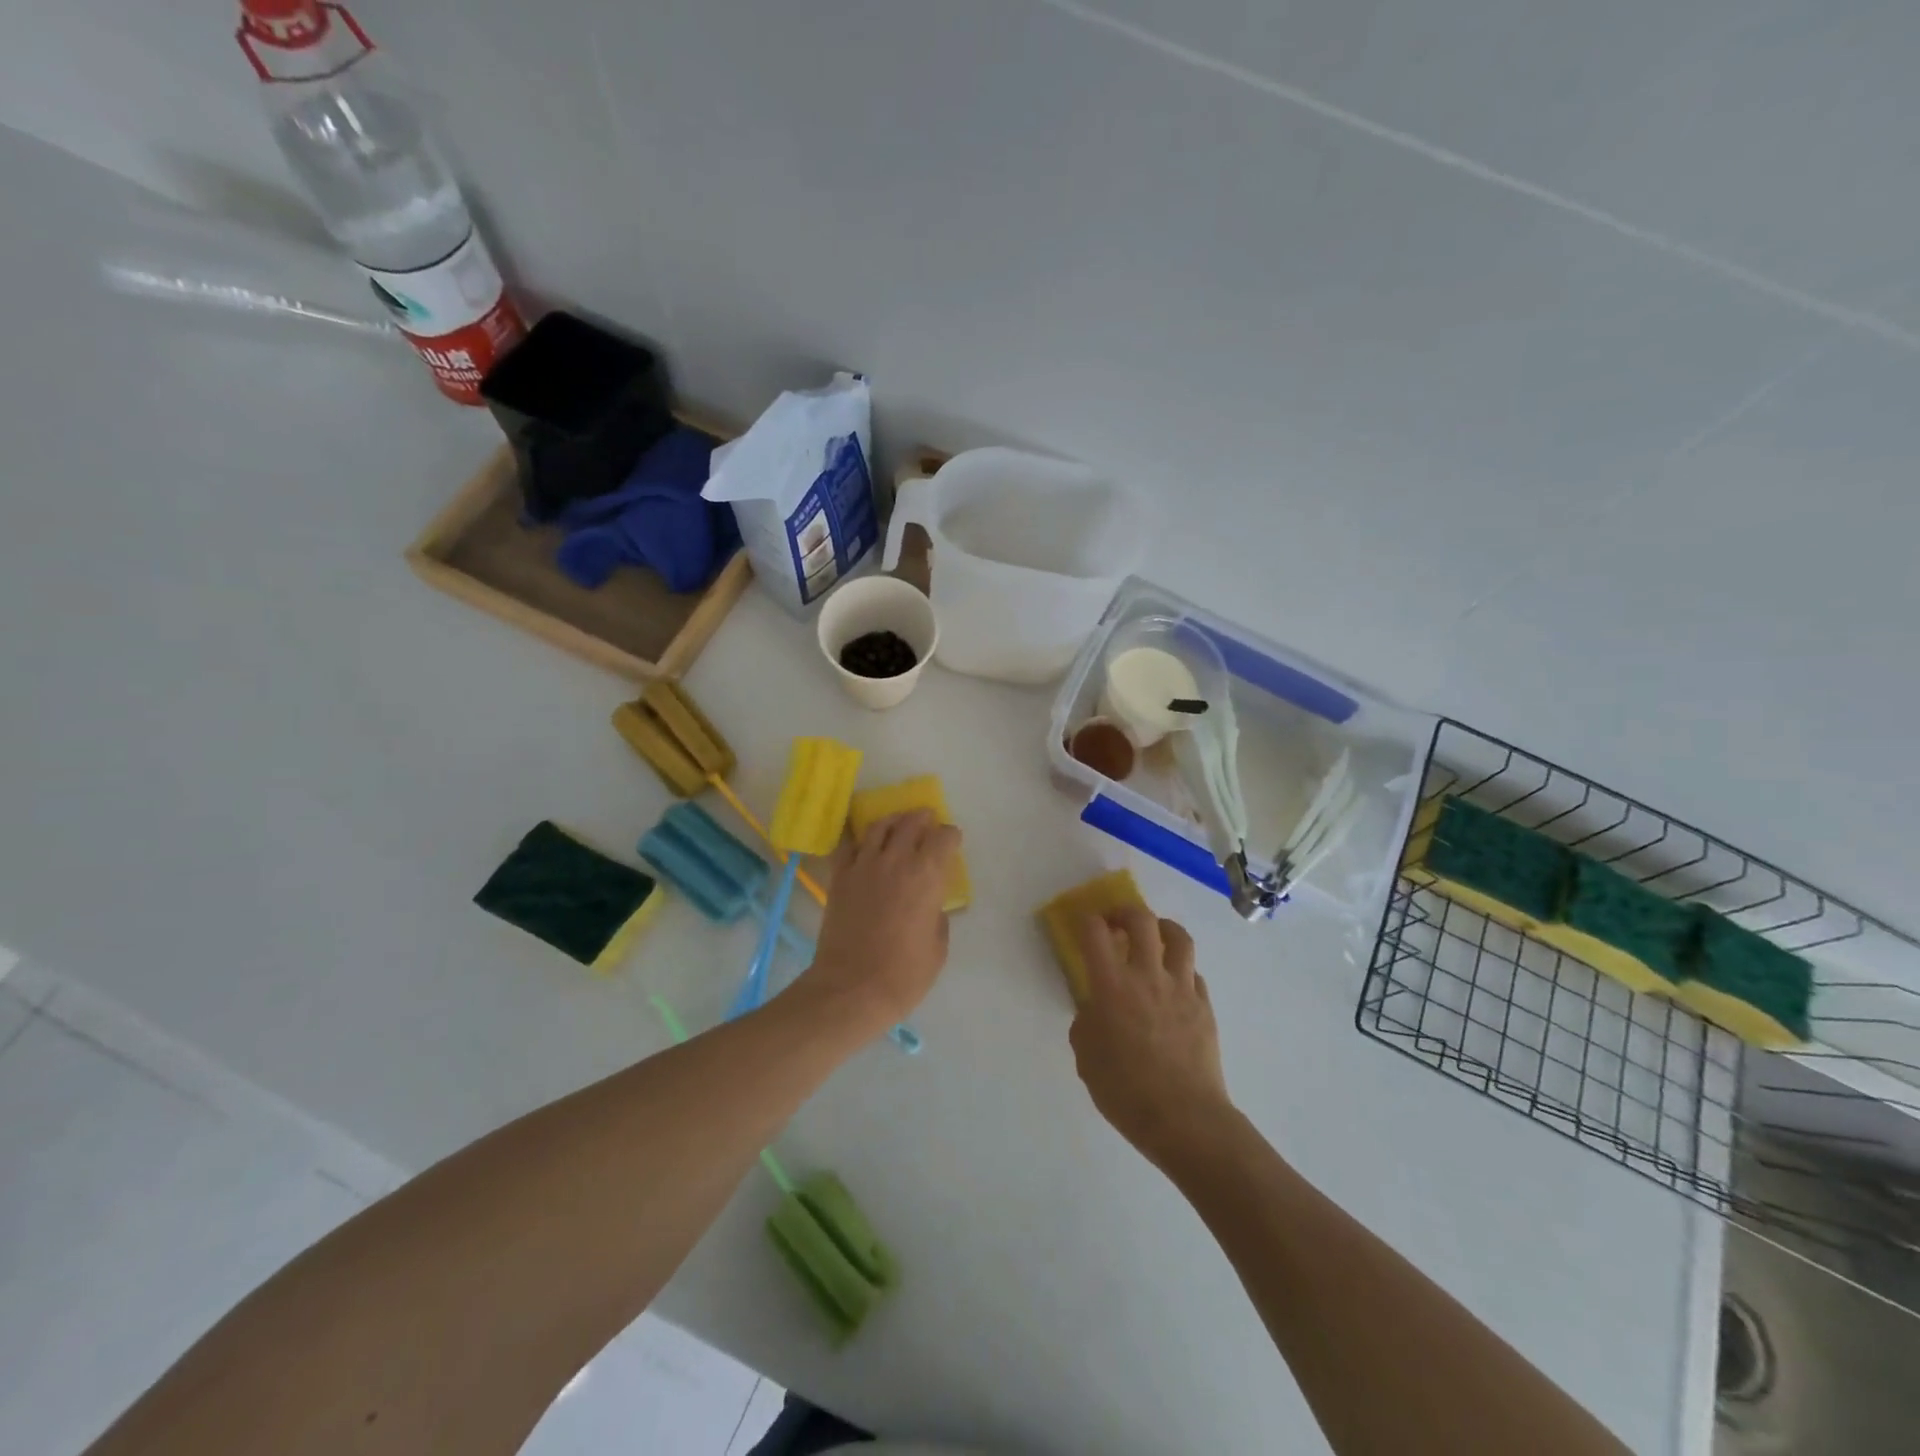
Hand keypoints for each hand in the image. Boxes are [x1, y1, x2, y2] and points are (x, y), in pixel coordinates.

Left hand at [800, 809, 960, 1033]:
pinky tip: (862, 841)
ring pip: (879, 826)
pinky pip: (848, 845)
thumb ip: (937, 917)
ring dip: (893, 821)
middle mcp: (897, 860)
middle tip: (927, 821)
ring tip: (898, 823)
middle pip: (911, 823)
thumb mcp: (938, 947)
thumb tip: (931, 905)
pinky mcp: (840, 876)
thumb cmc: (904, 974)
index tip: (952, 841)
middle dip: (923, 818)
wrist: (852, 988)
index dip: (951, 836)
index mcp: (927, 876)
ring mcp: (864, 865)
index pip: (944, 837)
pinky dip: (857, 838)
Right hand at [1070, 909, 1233, 1167]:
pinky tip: (1174, 984)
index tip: (1083, 925)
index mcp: (1112, 986)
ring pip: (1178, 937)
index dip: (1086, 921)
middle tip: (1116, 921)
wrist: (1185, 1119)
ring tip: (1154, 935)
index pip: (1094, 932)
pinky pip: (1194, 974)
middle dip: (1125, 911)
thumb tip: (1095, 1012)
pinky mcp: (1205, 1006)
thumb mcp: (1087, 1058)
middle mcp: (1147, 976)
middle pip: (1141, 920)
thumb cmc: (1126, 1091)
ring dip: (1162, 928)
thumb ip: (1086, 1025)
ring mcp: (1181, 988)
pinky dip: (1182, 970)